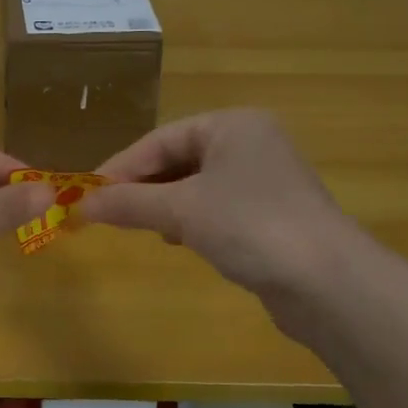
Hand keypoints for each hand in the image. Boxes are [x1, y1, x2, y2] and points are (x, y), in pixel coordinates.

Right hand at [82, 110, 364, 316]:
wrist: (328, 282)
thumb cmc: (250, 225)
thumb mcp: (181, 210)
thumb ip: (128, 203)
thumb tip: (79, 206)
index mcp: (232, 125)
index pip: (159, 139)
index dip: (120, 167)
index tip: (86, 194)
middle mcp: (250, 144)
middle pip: (177, 159)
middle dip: (141, 187)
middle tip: (106, 213)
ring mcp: (264, 181)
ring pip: (195, 186)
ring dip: (163, 205)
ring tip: (140, 226)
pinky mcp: (270, 216)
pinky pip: (215, 208)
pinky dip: (190, 221)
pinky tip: (178, 240)